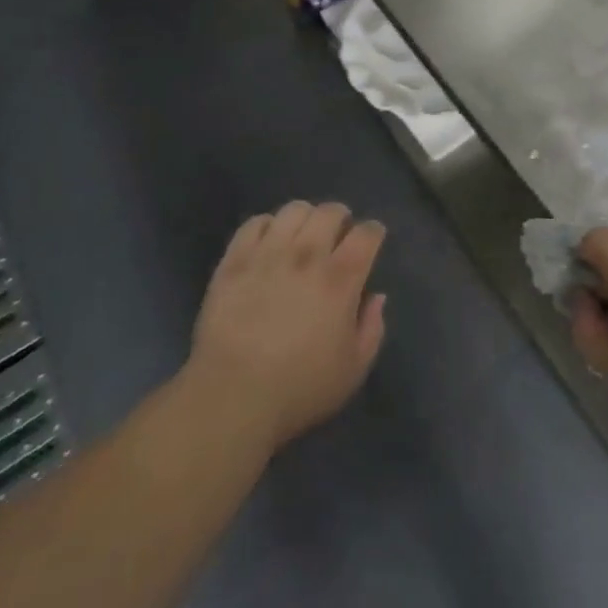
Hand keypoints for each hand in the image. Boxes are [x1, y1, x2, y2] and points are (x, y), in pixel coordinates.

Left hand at [188, 201, 386, 452]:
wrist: (232, 397)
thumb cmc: (300, 388)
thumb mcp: (353, 369)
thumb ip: (371, 328)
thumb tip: (376, 296)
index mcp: (341, 279)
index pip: (367, 234)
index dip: (373, 232)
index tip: (372, 240)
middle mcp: (307, 255)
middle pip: (330, 211)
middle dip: (340, 218)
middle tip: (338, 235)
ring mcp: (268, 254)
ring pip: (294, 210)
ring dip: (305, 218)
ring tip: (303, 235)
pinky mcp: (235, 261)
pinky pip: (255, 224)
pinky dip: (267, 226)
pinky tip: (269, 243)